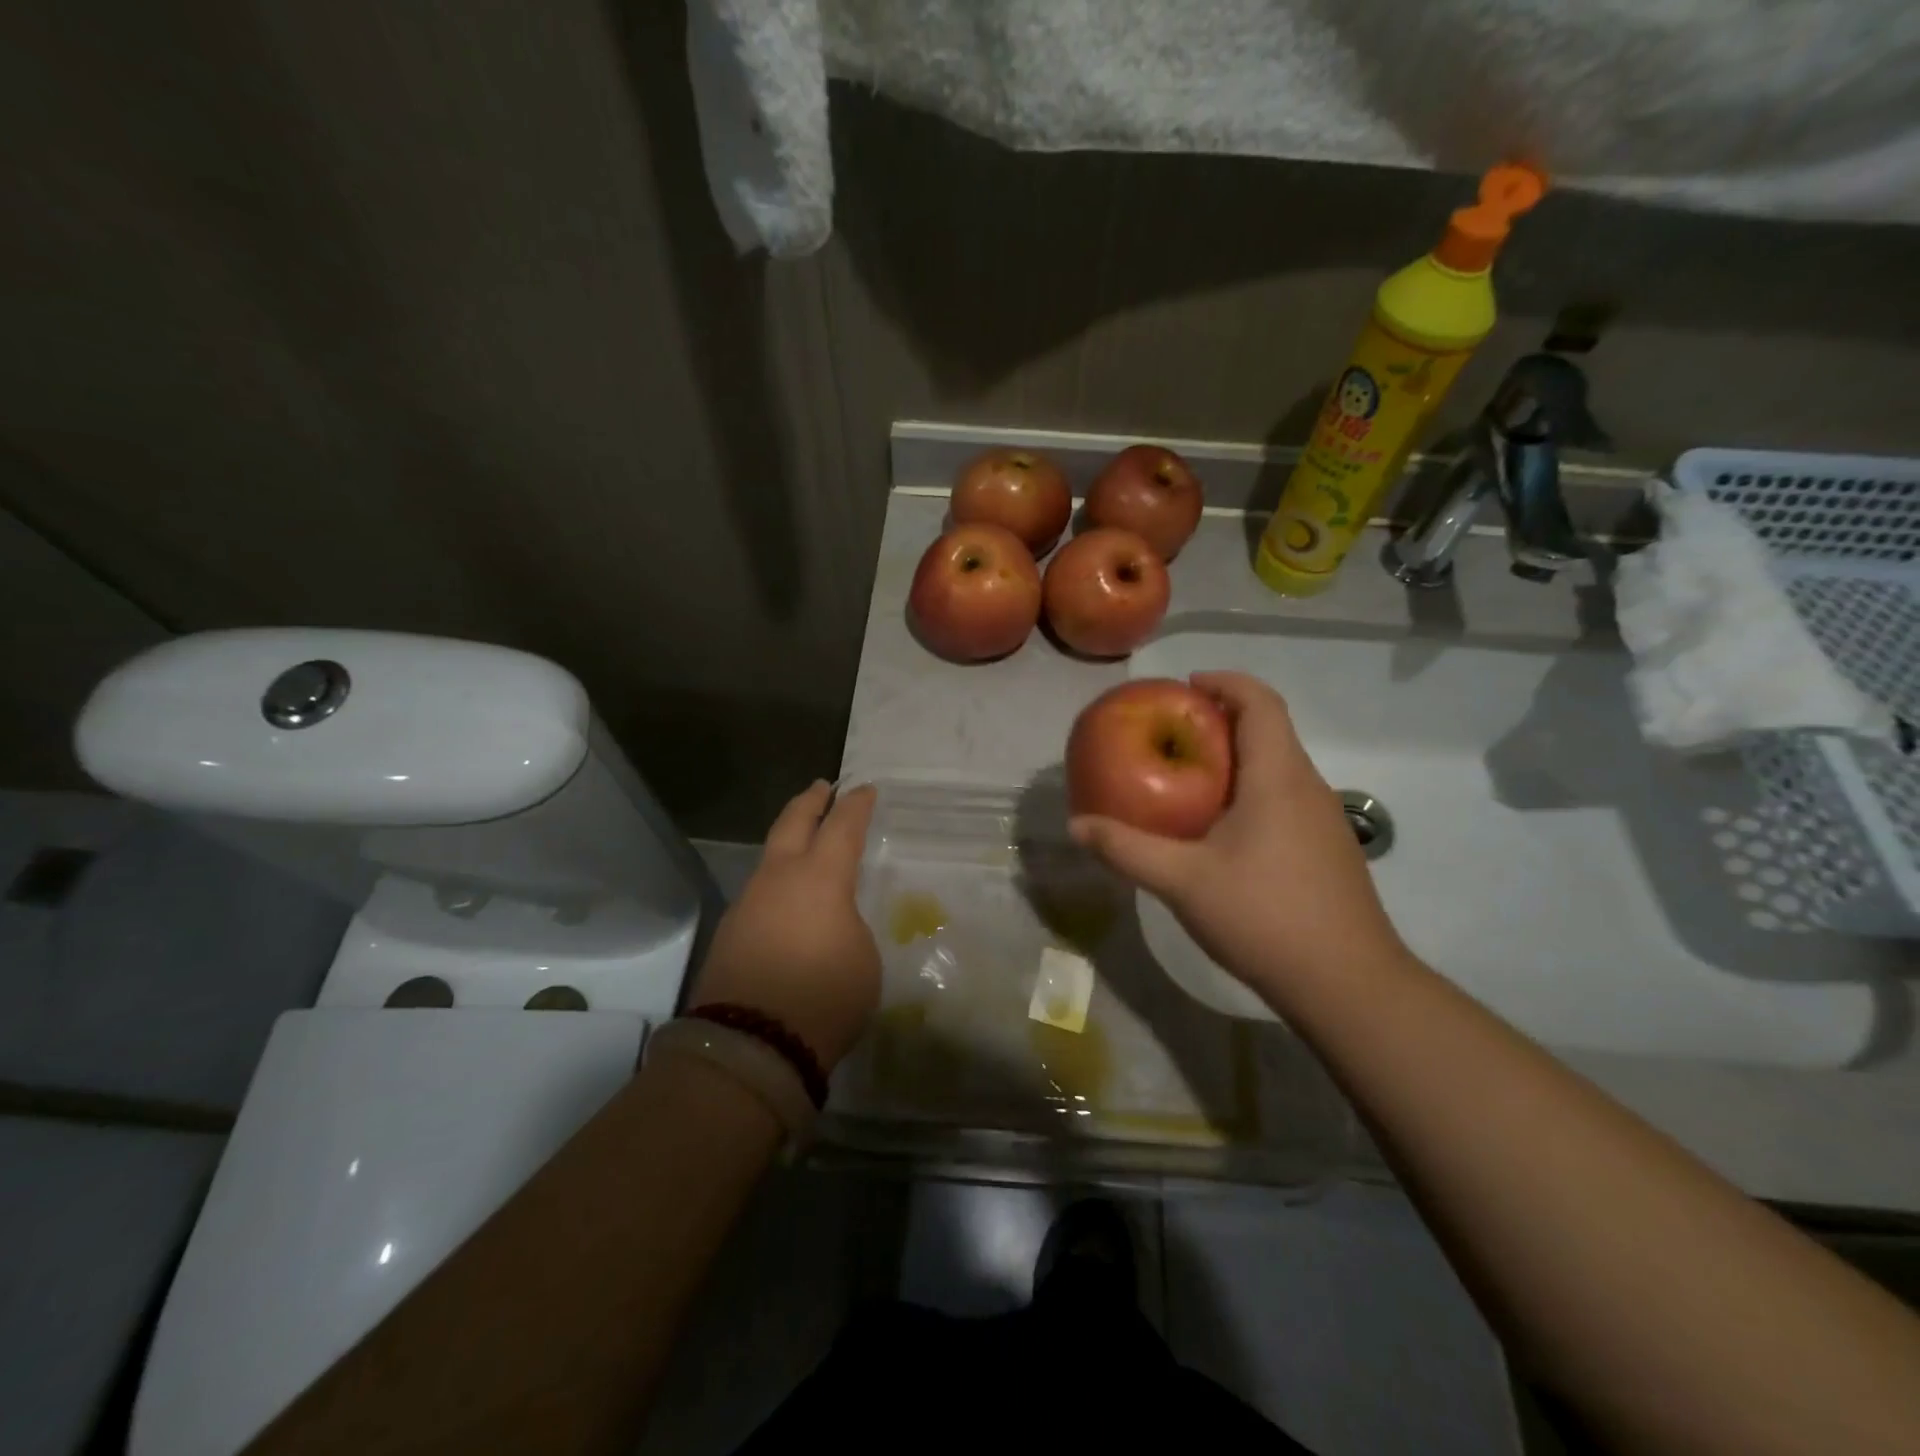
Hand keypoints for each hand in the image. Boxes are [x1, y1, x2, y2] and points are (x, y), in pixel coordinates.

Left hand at [689, 781, 880, 1068]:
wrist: (751, 1046)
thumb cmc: (824, 998)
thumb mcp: (863, 959)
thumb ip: (849, 927)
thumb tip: (830, 923)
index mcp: (820, 878)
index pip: (842, 827)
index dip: (856, 805)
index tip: (864, 789)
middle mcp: (779, 878)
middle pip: (793, 823)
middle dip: (810, 802)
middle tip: (822, 787)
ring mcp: (748, 903)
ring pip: (770, 856)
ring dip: (789, 840)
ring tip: (804, 840)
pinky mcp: (730, 931)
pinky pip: (759, 890)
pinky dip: (777, 880)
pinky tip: (786, 897)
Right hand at [1069, 672, 1408, 1009]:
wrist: (1349, 986)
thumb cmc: (1265, 916)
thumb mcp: (1183, 881)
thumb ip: (1126, 850)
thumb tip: (1076, 826)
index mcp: (1278, 776)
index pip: (1260, 702)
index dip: (1225, 682)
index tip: (1185, 685)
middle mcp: (1308, 787)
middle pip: (1268, 730)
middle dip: (1220, 721)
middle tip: (1170, 735)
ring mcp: (1324, 820)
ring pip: (1277, 767)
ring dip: (1235, 759)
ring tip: (1186, 780)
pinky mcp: (1327, 850)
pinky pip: (1284, 799)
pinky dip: (1249, 792)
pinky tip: (1220, 833)